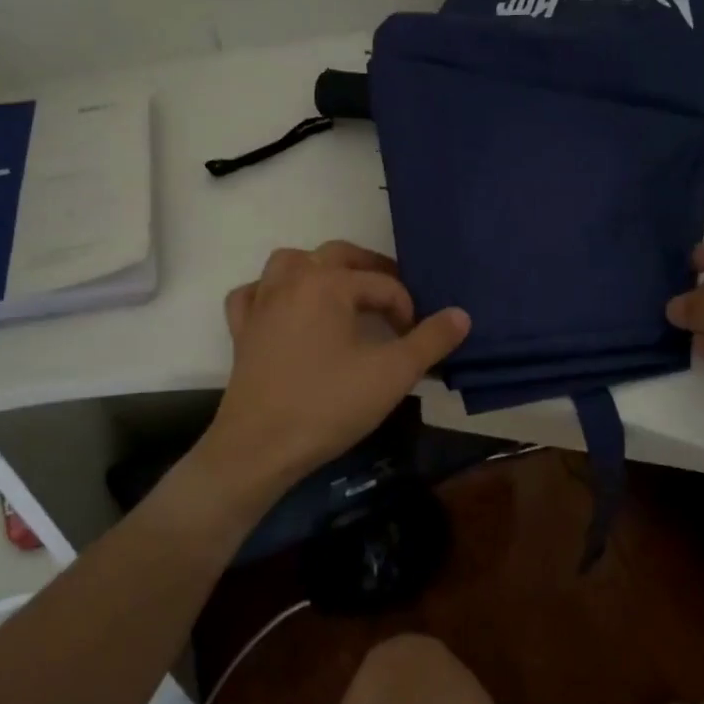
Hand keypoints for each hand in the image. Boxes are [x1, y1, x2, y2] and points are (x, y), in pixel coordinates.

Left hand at [204, 241, 470, 489]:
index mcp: (328, 284)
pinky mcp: (241, 330)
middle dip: (369, 270)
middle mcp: (292, 282)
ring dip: (318, 268)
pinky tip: (284, 309)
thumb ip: (430, 340)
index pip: (382, 284)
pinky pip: (253, 294)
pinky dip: (270, 293)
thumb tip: (461, 314)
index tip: (416, 339)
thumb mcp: (392, 374)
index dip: (407, 308)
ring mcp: (261, 304)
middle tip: (391, 297)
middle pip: (337, 255)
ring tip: (340, 292)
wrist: (260, 448)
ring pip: (289, 263)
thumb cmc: (329, 405)